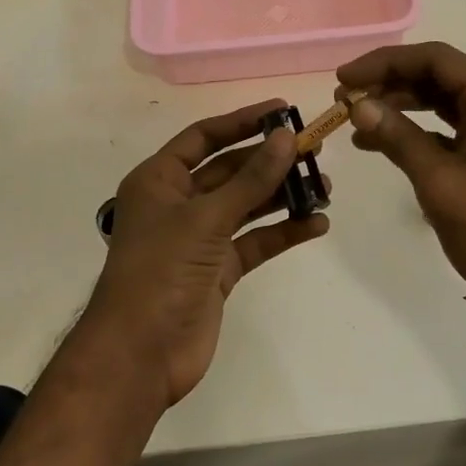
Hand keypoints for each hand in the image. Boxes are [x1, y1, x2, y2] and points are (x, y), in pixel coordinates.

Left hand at [86, 101, 328, 407]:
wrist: (140, 355)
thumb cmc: (161, 271)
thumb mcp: (206, 219)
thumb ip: (250, 179)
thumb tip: (285, 137)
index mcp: (159, 180)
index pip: (204, 137)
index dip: (243, 121)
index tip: (284, 110)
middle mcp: (178, 203)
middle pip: (230, 170)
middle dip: (270, 160)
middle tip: (314, 149)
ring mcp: (199, 238)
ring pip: (247, 205)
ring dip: (282, 195)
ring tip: (325, 185)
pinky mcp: (218, 270)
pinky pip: (255, 241)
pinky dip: (283, 232)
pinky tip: (316, 224)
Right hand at [336, 42, 465, 321]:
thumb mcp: (440, 182)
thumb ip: (398, 137)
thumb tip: (357, 105)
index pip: (437, 60)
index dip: (385, 63)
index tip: (344, 79)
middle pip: (440, 78)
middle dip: (390, 84)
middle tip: (344, 99)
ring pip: (444, 104)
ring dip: (401, 108)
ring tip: (355, 120)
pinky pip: (452, 131)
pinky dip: (418, 134)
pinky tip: (381, 144)